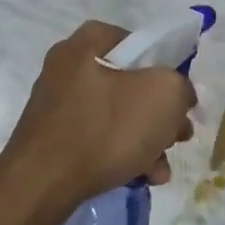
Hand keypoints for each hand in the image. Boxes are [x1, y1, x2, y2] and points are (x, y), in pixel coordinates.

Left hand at [0, 21, 196, 208]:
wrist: (43, 183)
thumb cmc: (106, 128)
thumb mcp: (164, 95)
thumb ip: (180, 86)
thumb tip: (178, 96)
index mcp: (87, 43)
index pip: (138, 42)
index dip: (166, 67)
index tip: (180, 97)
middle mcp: (67, 67)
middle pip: (130, 84)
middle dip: (160, 114)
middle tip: (178, 137)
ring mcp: (57, 104)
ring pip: (116, 116)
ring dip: (146, 141)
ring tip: (160, 169)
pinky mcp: (53, 138)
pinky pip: (97, 139)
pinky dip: (121, 154)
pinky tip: (140, 178)